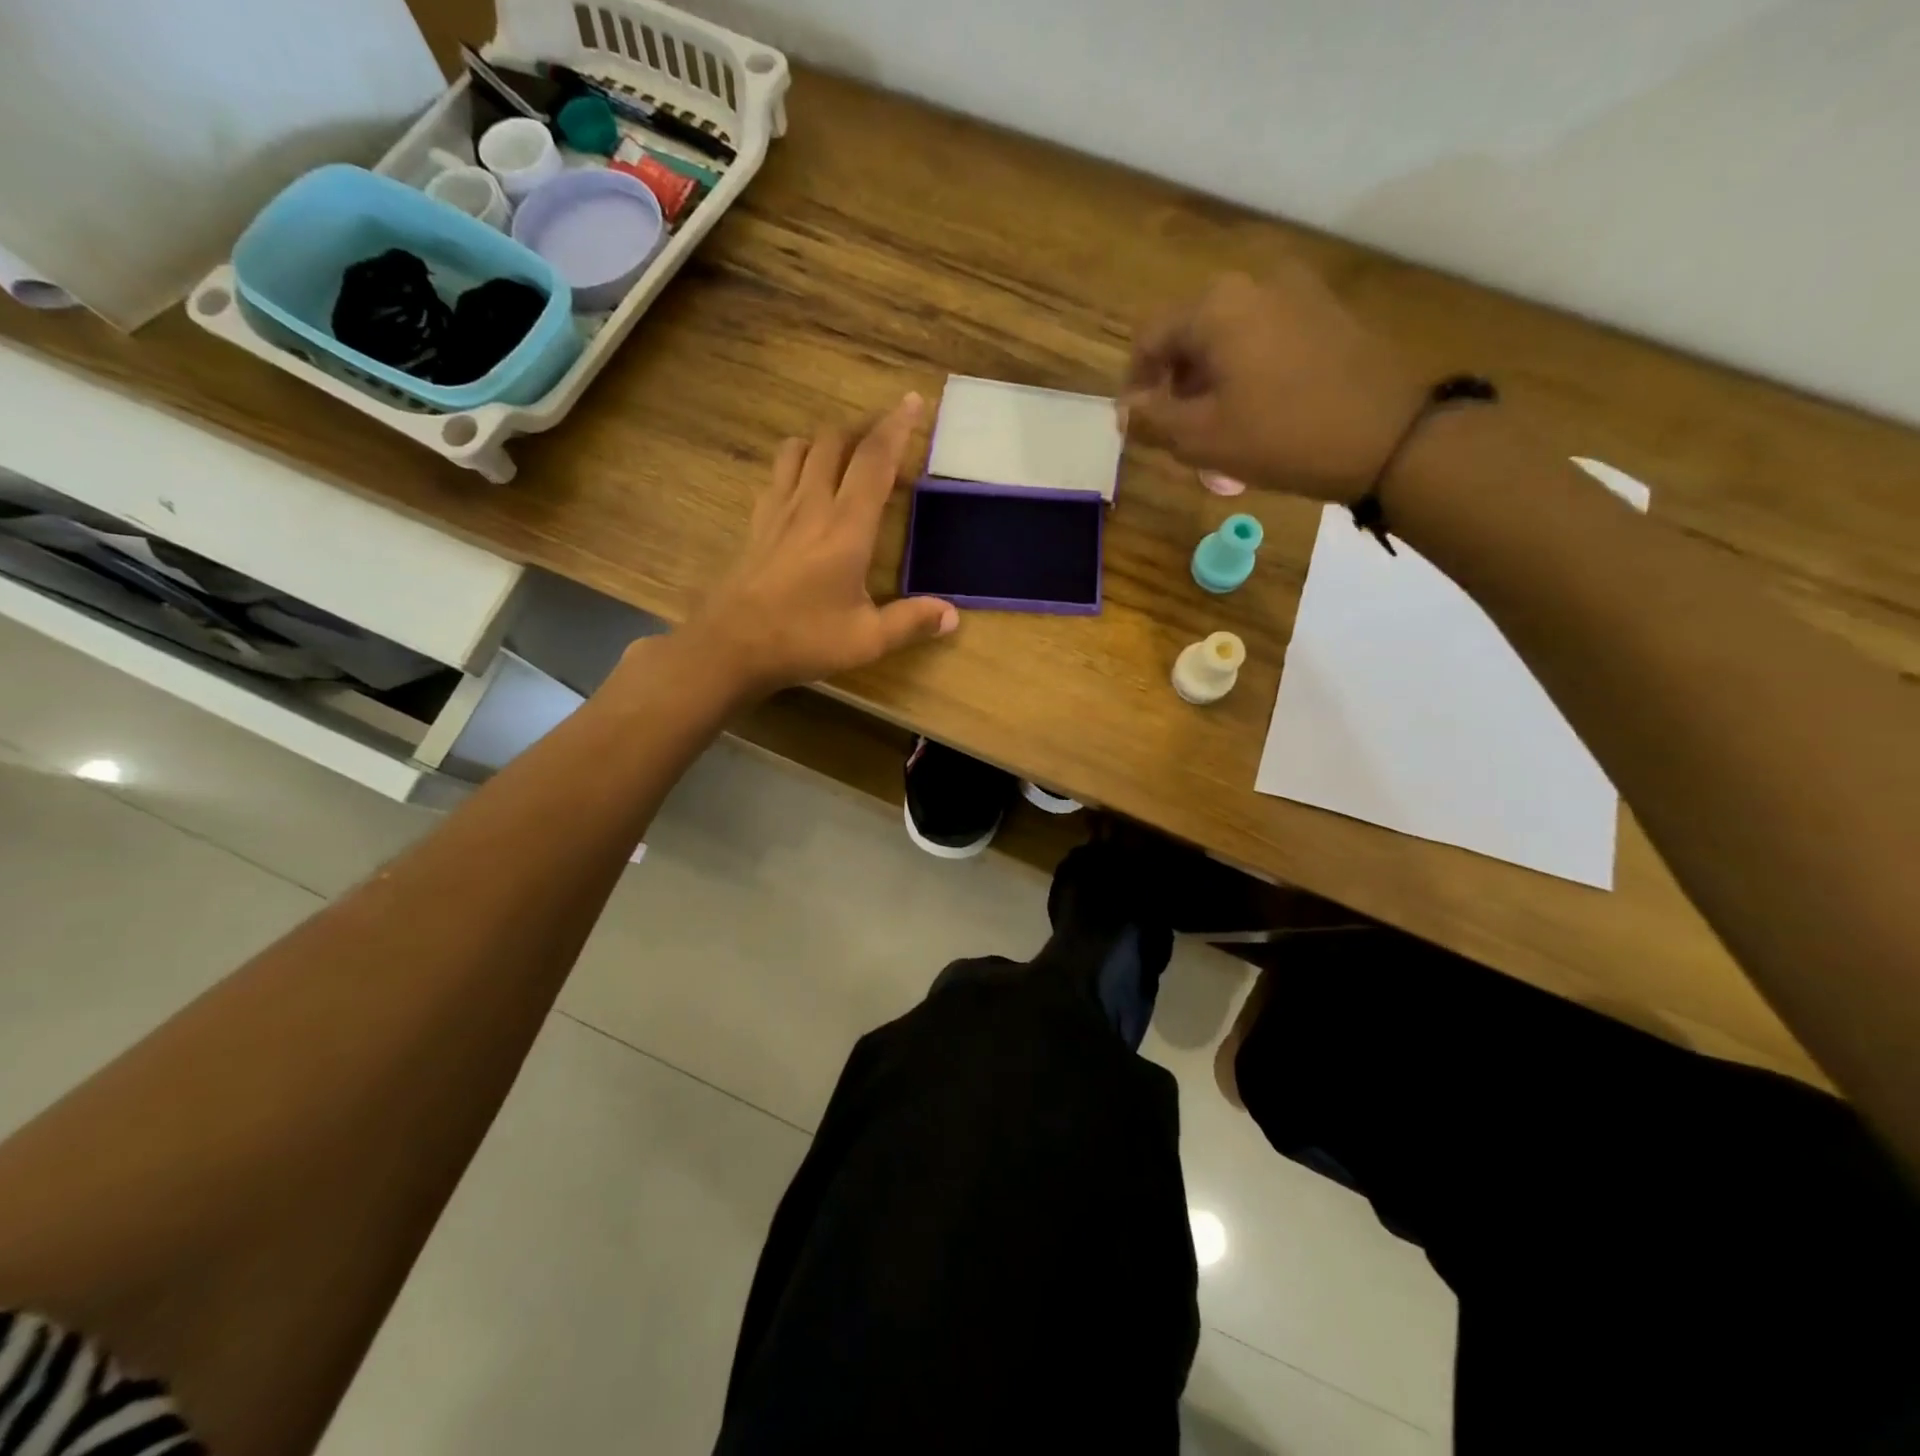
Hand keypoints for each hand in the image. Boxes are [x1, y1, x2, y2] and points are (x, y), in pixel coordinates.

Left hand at [686, 395, 957, 698]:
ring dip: (828, 442)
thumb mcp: (866, 640)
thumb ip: (911, 622)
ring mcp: (778, 509)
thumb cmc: (802, 640)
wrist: (730, 646)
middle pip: (836, 441)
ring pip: (801, 448)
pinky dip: (798, 463)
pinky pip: (778, 473)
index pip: (875, 461)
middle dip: (865, 429)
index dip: (897, 427)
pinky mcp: (757, 521)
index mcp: (846, 528)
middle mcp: (812, 505)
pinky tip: (807, 488)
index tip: (914, 402)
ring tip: (848, 458)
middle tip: (887, 441)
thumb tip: (953, 616)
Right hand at [1121, 264, 1426, 503]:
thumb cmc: (1280, 436)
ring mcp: (1296, 292)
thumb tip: (1127, 409)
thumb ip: (1152, 419)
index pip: (1148, 338)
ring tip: (1215, 426)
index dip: (1134, 384)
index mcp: (1215, 306)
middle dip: (1173, 382)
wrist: (1387, 436)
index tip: (1137, 426)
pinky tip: (1254, 409)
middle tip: (1175, 430)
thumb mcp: (1199, 438)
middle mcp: (1253, 283)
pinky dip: (1245, 369)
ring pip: (1227, 335)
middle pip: (1189, 332)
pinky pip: (1263, 336)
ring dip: (1208, 378)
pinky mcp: (1325, 312)